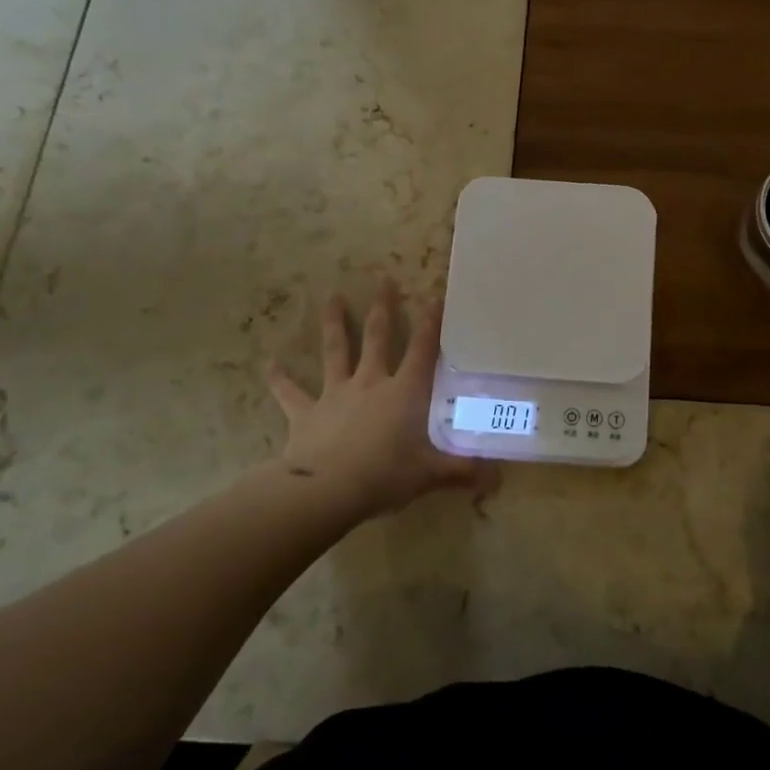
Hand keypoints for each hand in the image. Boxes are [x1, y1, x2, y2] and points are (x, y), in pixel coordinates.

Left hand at [267, 280, 497, 521]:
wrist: (326, 490)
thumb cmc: (384, 475)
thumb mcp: (429, 475)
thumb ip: (462, 472)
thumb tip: (500, 481)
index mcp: (403, 392)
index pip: (422, 350)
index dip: (430, 323)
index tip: (434, 296)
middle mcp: (370, 383)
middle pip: (377, 337)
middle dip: (383, 307)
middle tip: (383, 279)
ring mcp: (335, 394)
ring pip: (335, 351)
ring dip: (334, 324)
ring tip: (332, 298)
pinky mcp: (306, 413)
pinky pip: (290, 393)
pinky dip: (279, 378)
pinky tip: (269, 364)